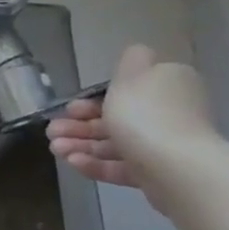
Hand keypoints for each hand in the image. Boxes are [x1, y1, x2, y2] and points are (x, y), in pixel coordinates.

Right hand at [46, 44, 215, 199]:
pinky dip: (98, 164)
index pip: (127, 89)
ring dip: (82, 145)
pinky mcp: (158, 173)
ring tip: (56, 149)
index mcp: (167, 85)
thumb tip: (136, 56)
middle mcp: (169, 113)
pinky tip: (72, 162)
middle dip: (80, 125)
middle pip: (117, 117)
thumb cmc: (146, 114)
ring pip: (116, 143)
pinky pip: (123, 166)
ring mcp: (164, 146)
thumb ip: (130, 60)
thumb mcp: (131, 75)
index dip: (92, 99)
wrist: (176, 167)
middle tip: (52, 132)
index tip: (68, 108)